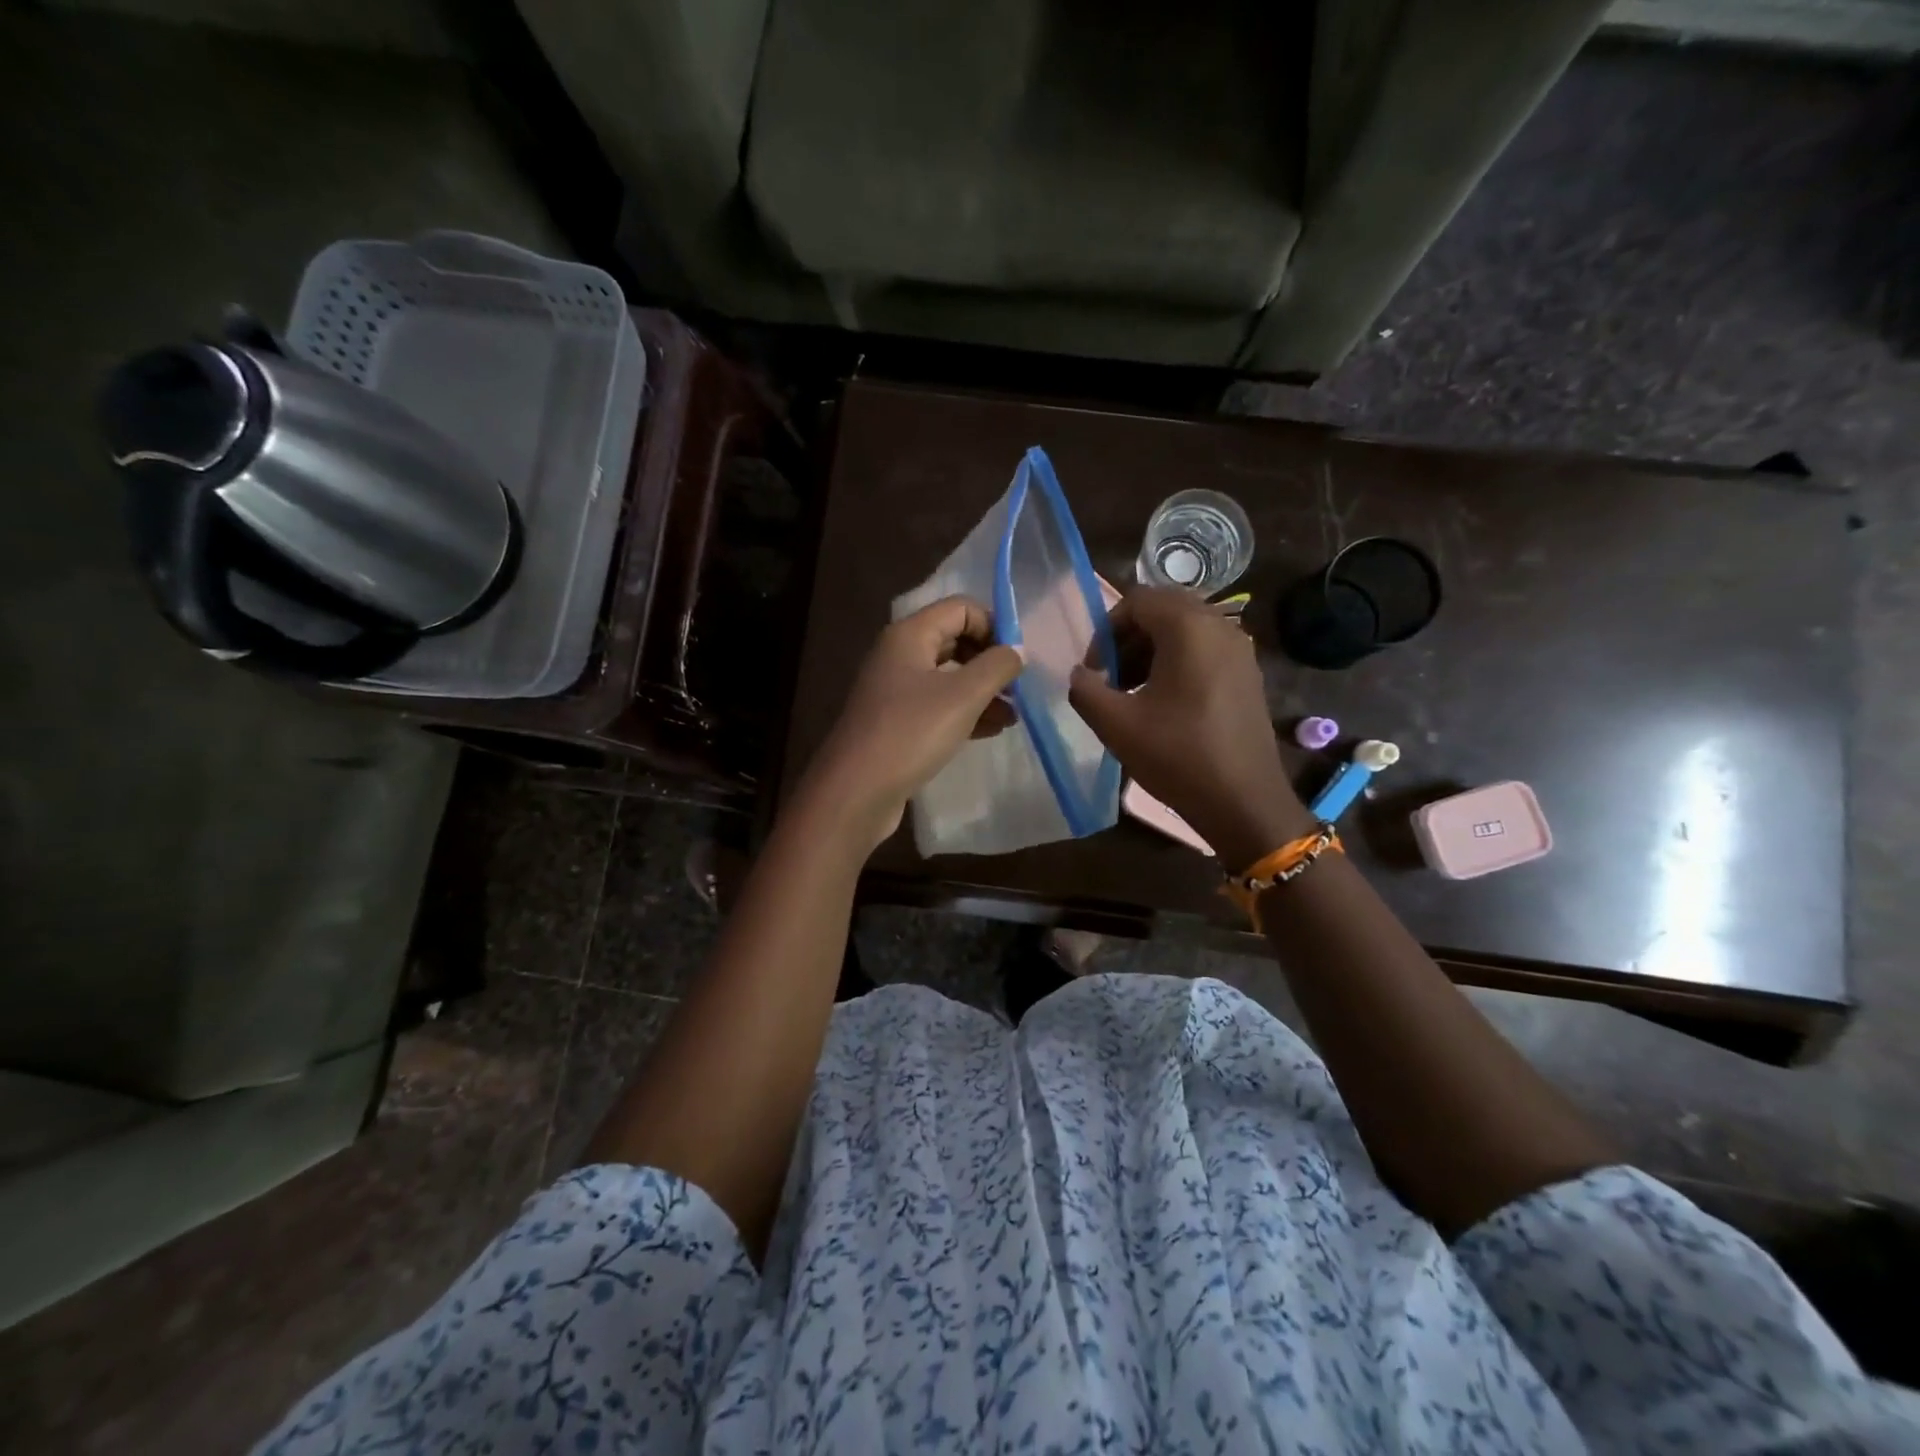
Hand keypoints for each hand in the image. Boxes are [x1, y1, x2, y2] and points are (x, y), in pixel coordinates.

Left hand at [801, 596, 1023, 850]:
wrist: (856, 791)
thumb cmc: (910, 733)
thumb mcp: (963, 696)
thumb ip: (997, 666)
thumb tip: (1018, 650)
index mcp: (909, 635)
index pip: (960, 608)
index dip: (993, 625)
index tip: (1018, 658)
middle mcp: (899, 655)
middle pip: (955, 640)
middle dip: (990, 661)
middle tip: (1018, 688)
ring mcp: (895, 690)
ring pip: (949, 677)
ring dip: (983, 691)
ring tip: (1013, 716)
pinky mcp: (897, 722)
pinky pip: (938, 706)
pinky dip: (966, 712)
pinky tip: (992, 731)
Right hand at [1071, 588, 1312, 870]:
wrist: (1243, 801)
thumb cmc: (1178, 756)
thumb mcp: (1116, 724)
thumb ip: (1085, 689)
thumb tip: (1079, 674)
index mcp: (1189, 629)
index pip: (1138, 600)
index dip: (1106, 629)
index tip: (1095, 669)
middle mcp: (1220, 627)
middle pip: (1163, 609)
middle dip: (1129, 637)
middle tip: (1110, 676)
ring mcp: (1240, 650)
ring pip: (1185, 630)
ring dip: (1151, 650)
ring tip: (1131, 692)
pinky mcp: (1247, 674)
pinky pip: (1205, 649)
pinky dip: (1177, 662)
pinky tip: (1163, 702)